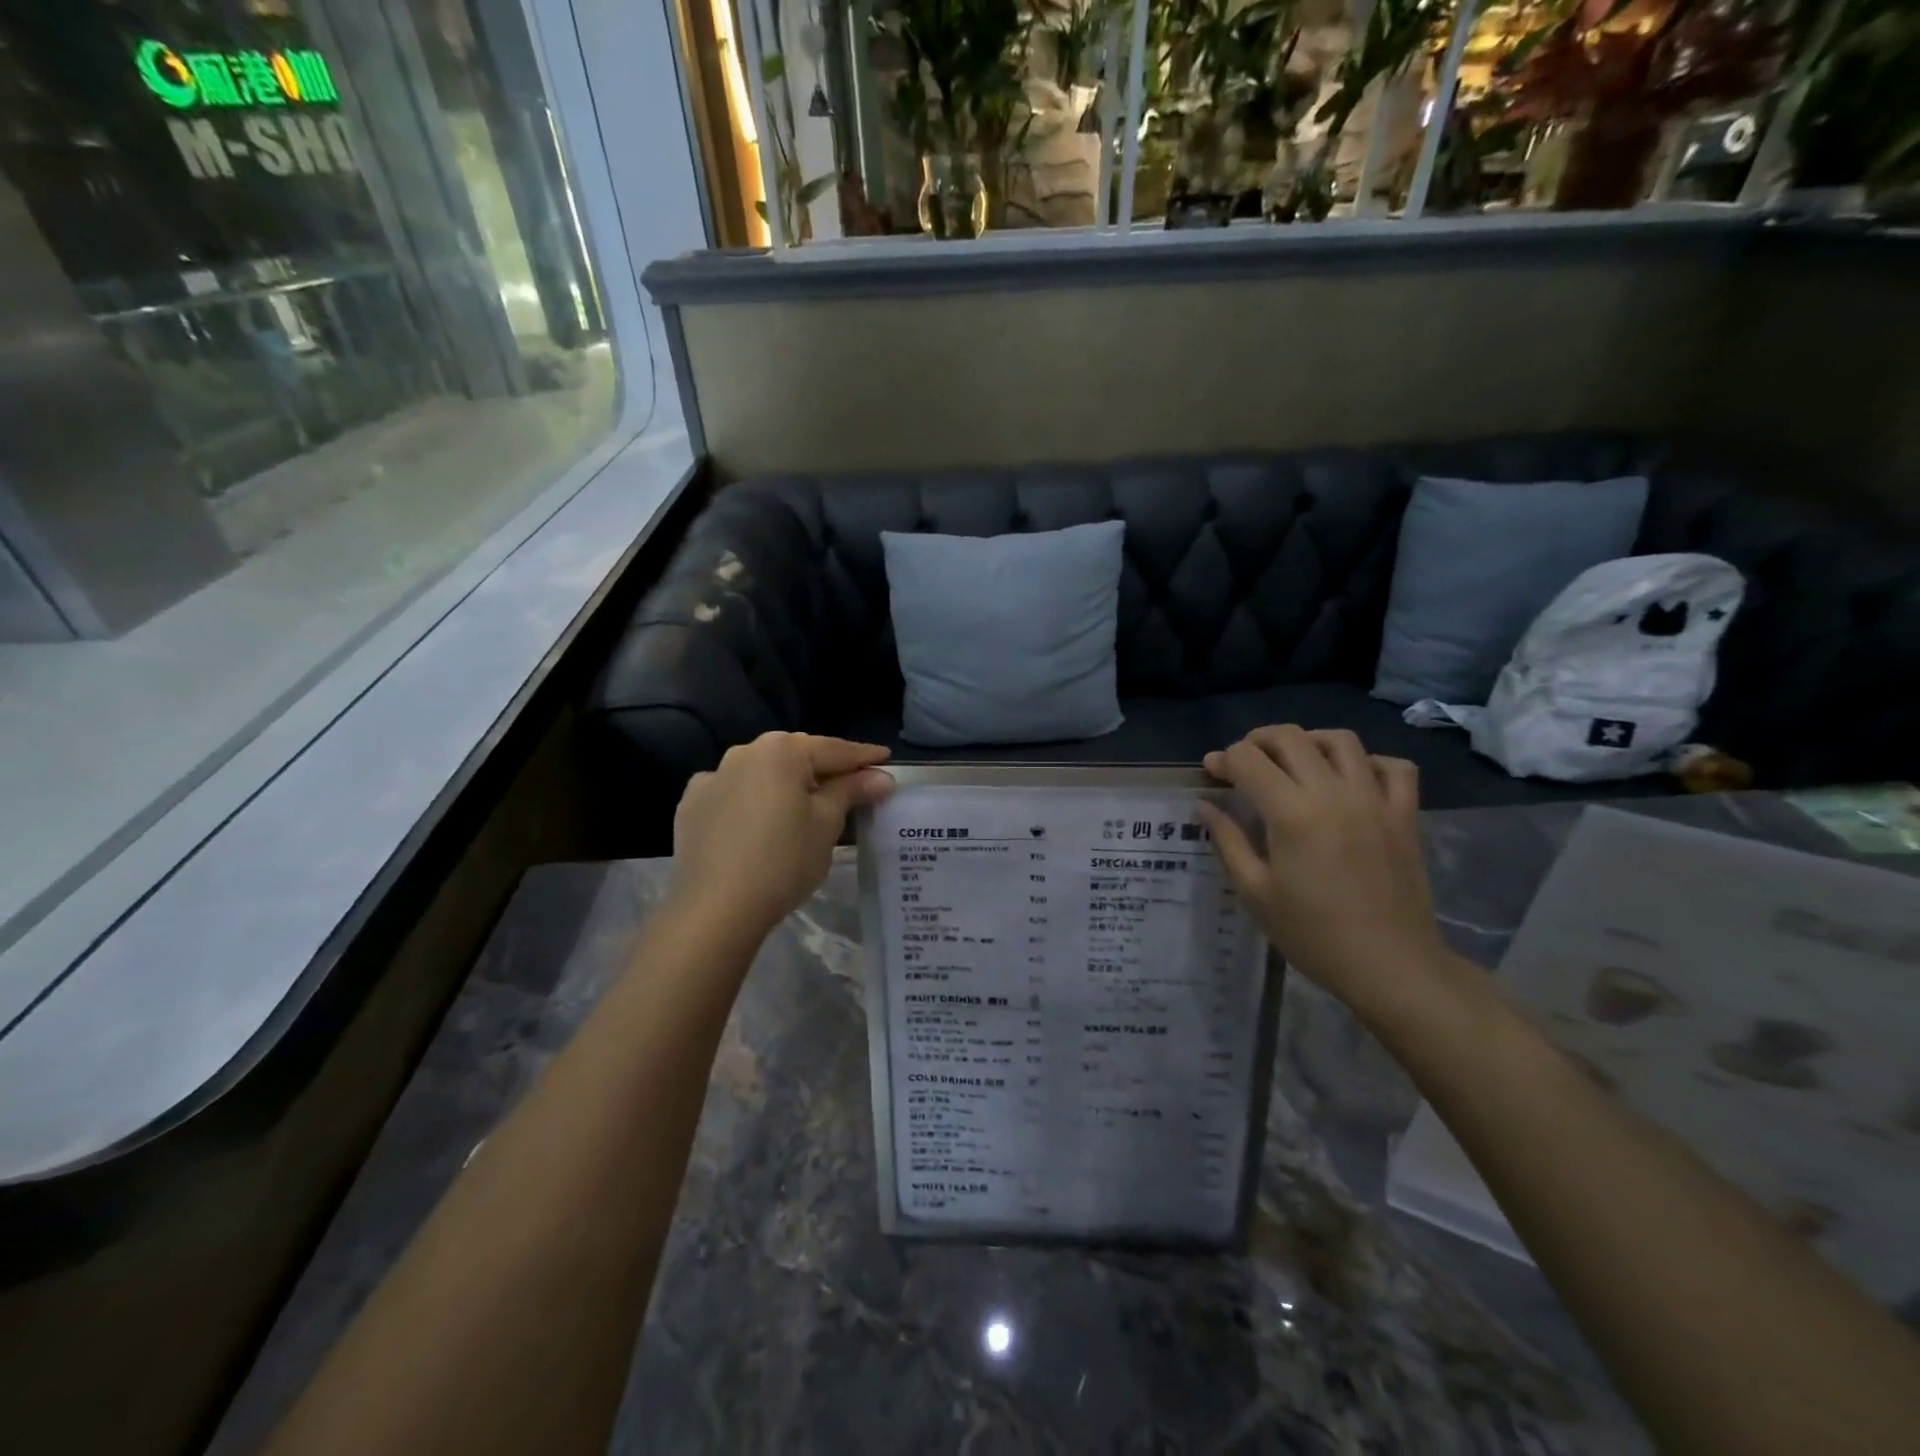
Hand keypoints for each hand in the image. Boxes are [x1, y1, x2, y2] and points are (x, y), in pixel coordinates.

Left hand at [671, 733, 893, 941]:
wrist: (716, 908)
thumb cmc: (784, 861)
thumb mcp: (826, 824)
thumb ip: (851, 791)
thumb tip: (880, 776)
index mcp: (781, 751)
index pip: (833, 749)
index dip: (863, 756)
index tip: (885, 758)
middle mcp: (744, 752)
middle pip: (796, 756)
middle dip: (824, 767)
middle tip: (853, 781)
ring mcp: (713, 777)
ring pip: (762, 772)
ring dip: (786, 781)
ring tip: (806, 800)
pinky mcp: (692, 805)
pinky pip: (733, 793)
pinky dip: (752, 799)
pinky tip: (760, 818)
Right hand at [1198, 726, 1448, 1021]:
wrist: (1390, 966)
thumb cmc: (1313, 934)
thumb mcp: (1255, 892)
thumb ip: (1228, 841)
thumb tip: (1205, 805)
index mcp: (1292, 813)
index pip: (1249, 760)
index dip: (1224, 759)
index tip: (1212, 774)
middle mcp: (1334, 793)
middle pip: (1291, 737)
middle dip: (1258, 741)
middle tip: (1243, 762)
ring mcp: (1375, 800)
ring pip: (1341, 740)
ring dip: (1309, 741)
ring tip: (1294, 762)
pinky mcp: (1405, 815)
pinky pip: (1394, 767)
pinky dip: (1370, 762)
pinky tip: (1352, 779)